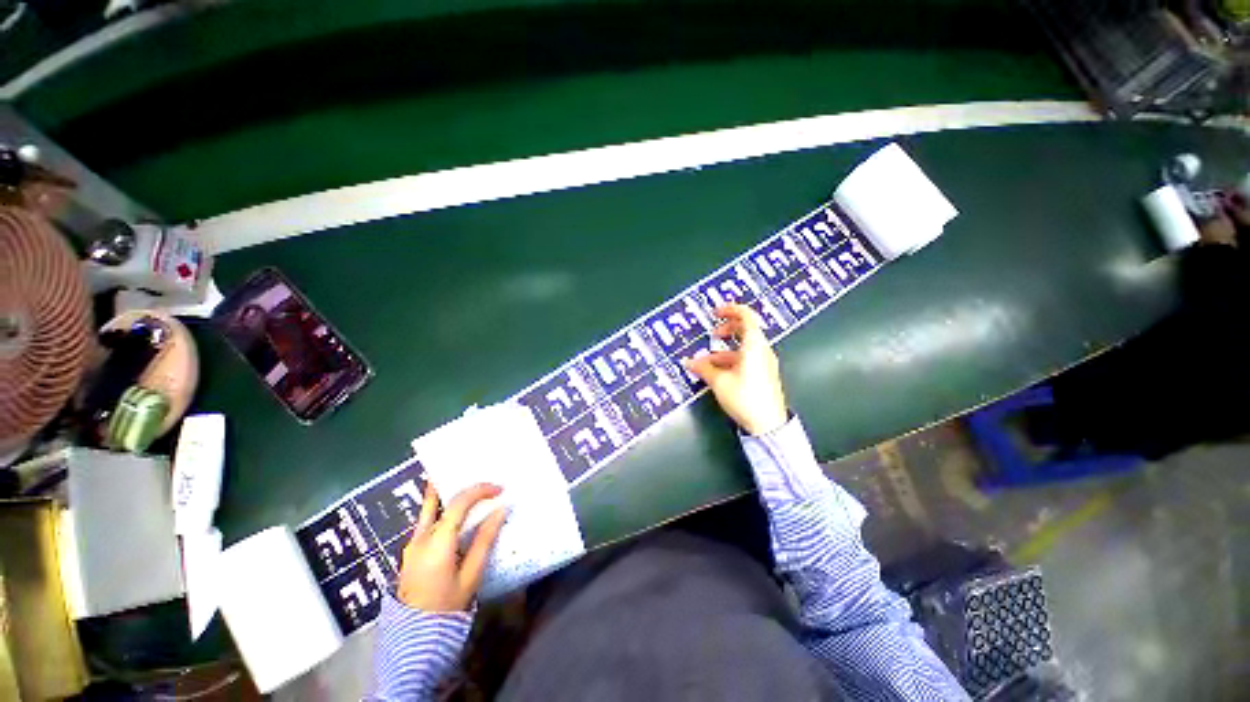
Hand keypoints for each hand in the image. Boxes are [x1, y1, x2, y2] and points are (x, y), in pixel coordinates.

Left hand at [396, 483, 508, 611]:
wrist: (416, 623)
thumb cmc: (448, 603)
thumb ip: (484, 543)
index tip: (499, 489)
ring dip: (449, 498)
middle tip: (485, 488)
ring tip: (471, 497)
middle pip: (440, 499)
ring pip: (430, 509)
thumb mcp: (471, 576)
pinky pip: (427, 522)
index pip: (458, 503)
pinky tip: (456, 521)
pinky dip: (442, 514)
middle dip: (463, 489)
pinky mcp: (411, 547)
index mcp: (438, 540)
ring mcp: (413, 539)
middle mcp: (422, 534)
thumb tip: (499, 513)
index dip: (479, 491)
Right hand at [683, 303, 788, 435]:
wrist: (768, 424)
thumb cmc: (746, 398)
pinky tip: (719, 374)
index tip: (717, 312)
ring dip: (726, 350)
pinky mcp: (765, 375)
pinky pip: (748, 360)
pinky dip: (733, 361)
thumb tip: (691, 362)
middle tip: (714, 333)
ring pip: (745, 348)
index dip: (731, 310)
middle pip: (747, 330)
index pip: (746, 315)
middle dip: (728, 329)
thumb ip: (704, 368)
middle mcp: (763, 350)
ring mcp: (766, 363)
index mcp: (754, 344)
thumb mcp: (719, 382)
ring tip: (708, 362)